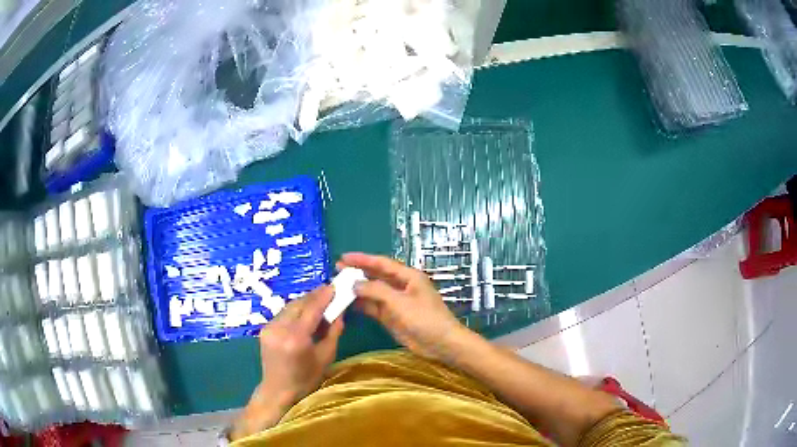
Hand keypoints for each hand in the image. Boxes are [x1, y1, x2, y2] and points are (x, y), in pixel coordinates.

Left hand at [259, 285, 343, 402]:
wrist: (278, 391)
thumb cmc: (306, 379)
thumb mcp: (326, 357)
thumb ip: (333, 332)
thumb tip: (340, 312)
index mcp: (296, 338)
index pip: (311, 309)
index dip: (324, 296)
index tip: (335, 287)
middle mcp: (279, 329)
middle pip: (299, 304)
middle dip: (315, 296)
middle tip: (330, 292)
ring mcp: (269, 328)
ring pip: (290, 306)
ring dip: (305, 302)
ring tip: (320, 302)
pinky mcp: (265, 329)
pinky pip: (283, 314)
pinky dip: (296, 311)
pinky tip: (305, 314)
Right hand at [338, 252, 471, 362]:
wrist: (440, 343)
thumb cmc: (425, 318)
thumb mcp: (400, 302)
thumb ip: (377, 291)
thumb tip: (355, 283)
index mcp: (408, 276)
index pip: (381, 263)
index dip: (362, 259)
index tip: (343, 258)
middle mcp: (400, 286)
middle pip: (375, 276)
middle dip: (357, 273)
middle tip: (336, 272)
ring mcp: (395, 302)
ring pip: (372, 292)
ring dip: (357, 290)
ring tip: (337, 287)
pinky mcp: (391, 317)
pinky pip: (373, 307)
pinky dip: (361, 305)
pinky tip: (347, 304)